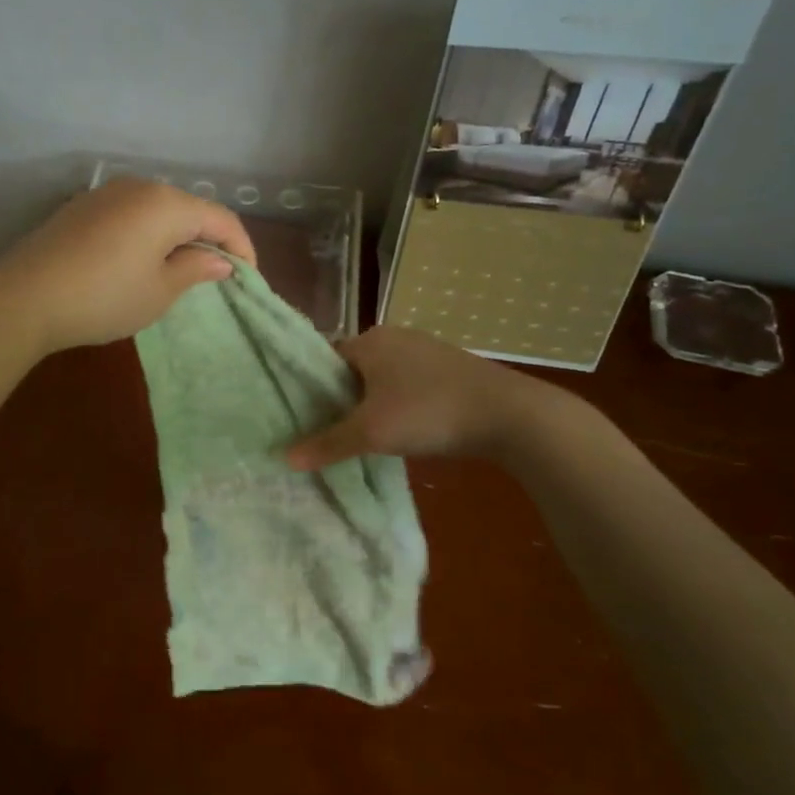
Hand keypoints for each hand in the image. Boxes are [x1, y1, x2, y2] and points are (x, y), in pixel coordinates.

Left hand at [0, 178, 257, 355]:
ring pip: (158, 210)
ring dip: (176, 236)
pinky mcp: (81, 207)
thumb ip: (195, 269)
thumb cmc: (104, 298)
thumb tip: (220, 260)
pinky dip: (146, 234)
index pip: (220, 218)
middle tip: (215, 276)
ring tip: (179, 270)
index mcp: (166, 203)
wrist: (24, 298)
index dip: (241, 247)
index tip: (248, 279)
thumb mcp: (159, 291)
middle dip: (208, 239)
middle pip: (188, 208)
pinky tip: (139, 260)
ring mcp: (105, 194)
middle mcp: (139, 187)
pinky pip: (130, 215)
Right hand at [286, 325, 565, 469]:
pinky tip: (402, 430)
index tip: (302, 417)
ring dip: (371, 404)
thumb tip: (285, 458)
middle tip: (328, 432)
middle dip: (340, 399)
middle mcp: (394, 337)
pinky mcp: (450, 368)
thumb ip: (326, 444)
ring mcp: (426, 350)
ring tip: (362, 436)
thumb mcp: (370, 433)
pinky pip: (408, 385)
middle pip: (352, 369)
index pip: (324, 360)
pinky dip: (398, 405)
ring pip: (382, 379)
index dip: (310, 388)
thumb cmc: (428, 412)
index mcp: (369, 341)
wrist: (509, 414)